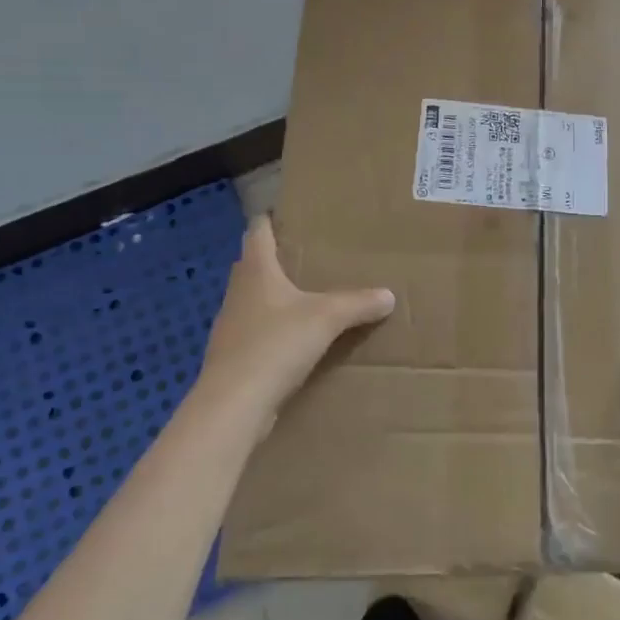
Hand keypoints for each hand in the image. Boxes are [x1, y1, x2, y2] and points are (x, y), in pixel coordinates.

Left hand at [195, 216, 394, 442]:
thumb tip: (388, 295)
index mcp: (256, 270)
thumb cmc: (276, 345)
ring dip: (275, 297)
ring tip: (307, 297)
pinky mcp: (233, 358)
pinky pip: (256, 333)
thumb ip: (358, 303)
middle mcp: (238, 292)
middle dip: (277, 258)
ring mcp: (231, 327)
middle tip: (309, 255)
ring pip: (254, 300)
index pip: (257, 231)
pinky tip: (295, 341)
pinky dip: (274, 330)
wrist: (233, 406)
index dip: (270, 219)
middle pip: (253, 265)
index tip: (287, 213)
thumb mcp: (327, 318)